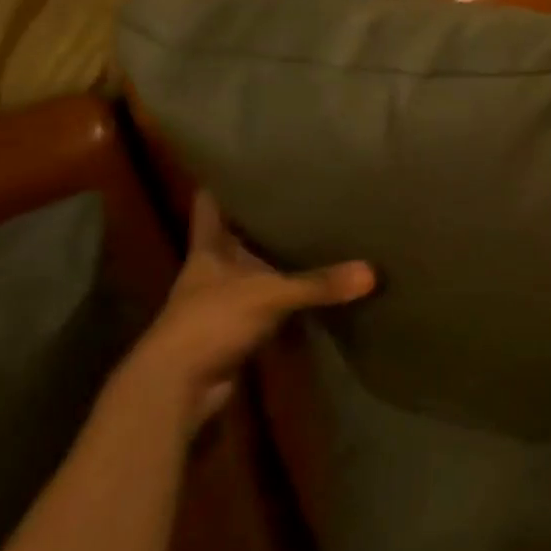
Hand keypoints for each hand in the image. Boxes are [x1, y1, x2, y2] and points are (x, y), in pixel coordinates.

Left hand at [129, 191, 373, 426]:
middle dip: (264, 217)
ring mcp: (225, 301)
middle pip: (240, 234)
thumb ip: (319, 284)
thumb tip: (373, 273)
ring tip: (319, 228)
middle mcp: (215, 270)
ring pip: (257, 269)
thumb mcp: (269, 295)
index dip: (224, 182)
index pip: (211, 205)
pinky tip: (317, 283)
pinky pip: (271, 302)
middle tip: (304, 189)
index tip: (248, 161)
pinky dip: (289, 295)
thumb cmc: (210, 323)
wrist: (178, 389)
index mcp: (209, 249)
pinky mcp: (239, 329)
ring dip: (279, 258)